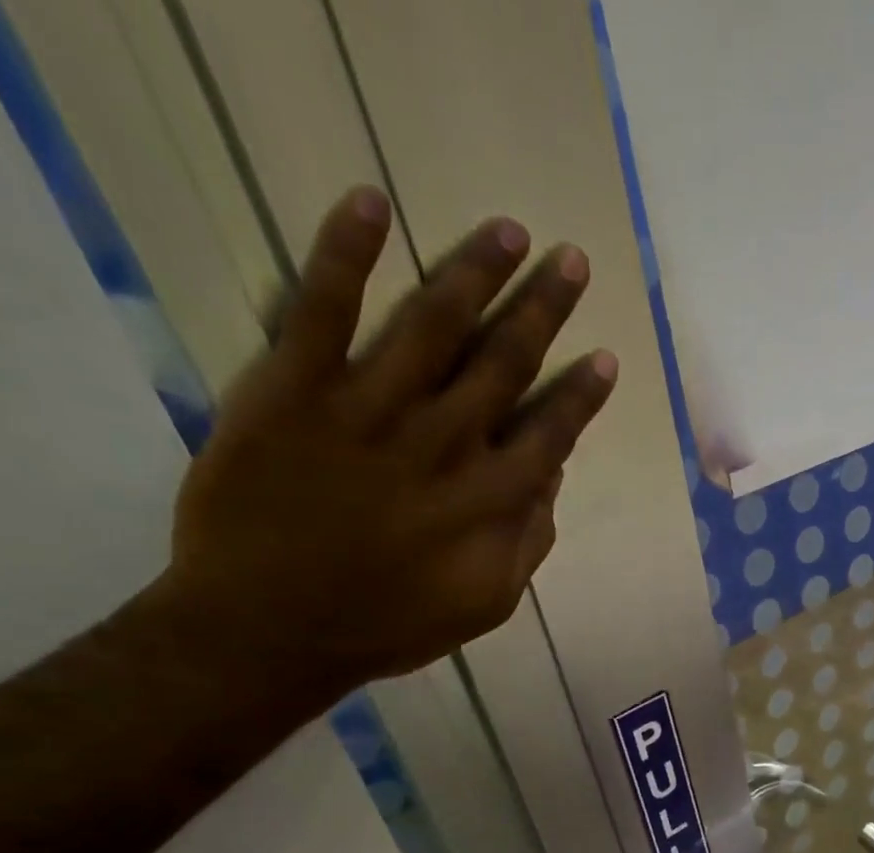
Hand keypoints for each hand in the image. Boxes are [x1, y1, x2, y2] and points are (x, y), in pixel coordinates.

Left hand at [158, 185, 616, 704]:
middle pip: (505, 363)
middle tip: (571, 261)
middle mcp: (443, 443)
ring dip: (476, 271)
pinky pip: (321, 308)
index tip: (604, 356)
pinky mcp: (295, 390)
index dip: (581, 394)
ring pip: (435, 324)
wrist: (269, 628)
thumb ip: (527, 542)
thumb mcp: (485, 605)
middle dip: (544, 310)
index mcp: (489, 500)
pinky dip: (345, 252)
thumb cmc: (387, 625)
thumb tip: (551, 478)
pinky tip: (373, 203)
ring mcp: (369, 410)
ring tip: (510, 231)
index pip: (551, 433)